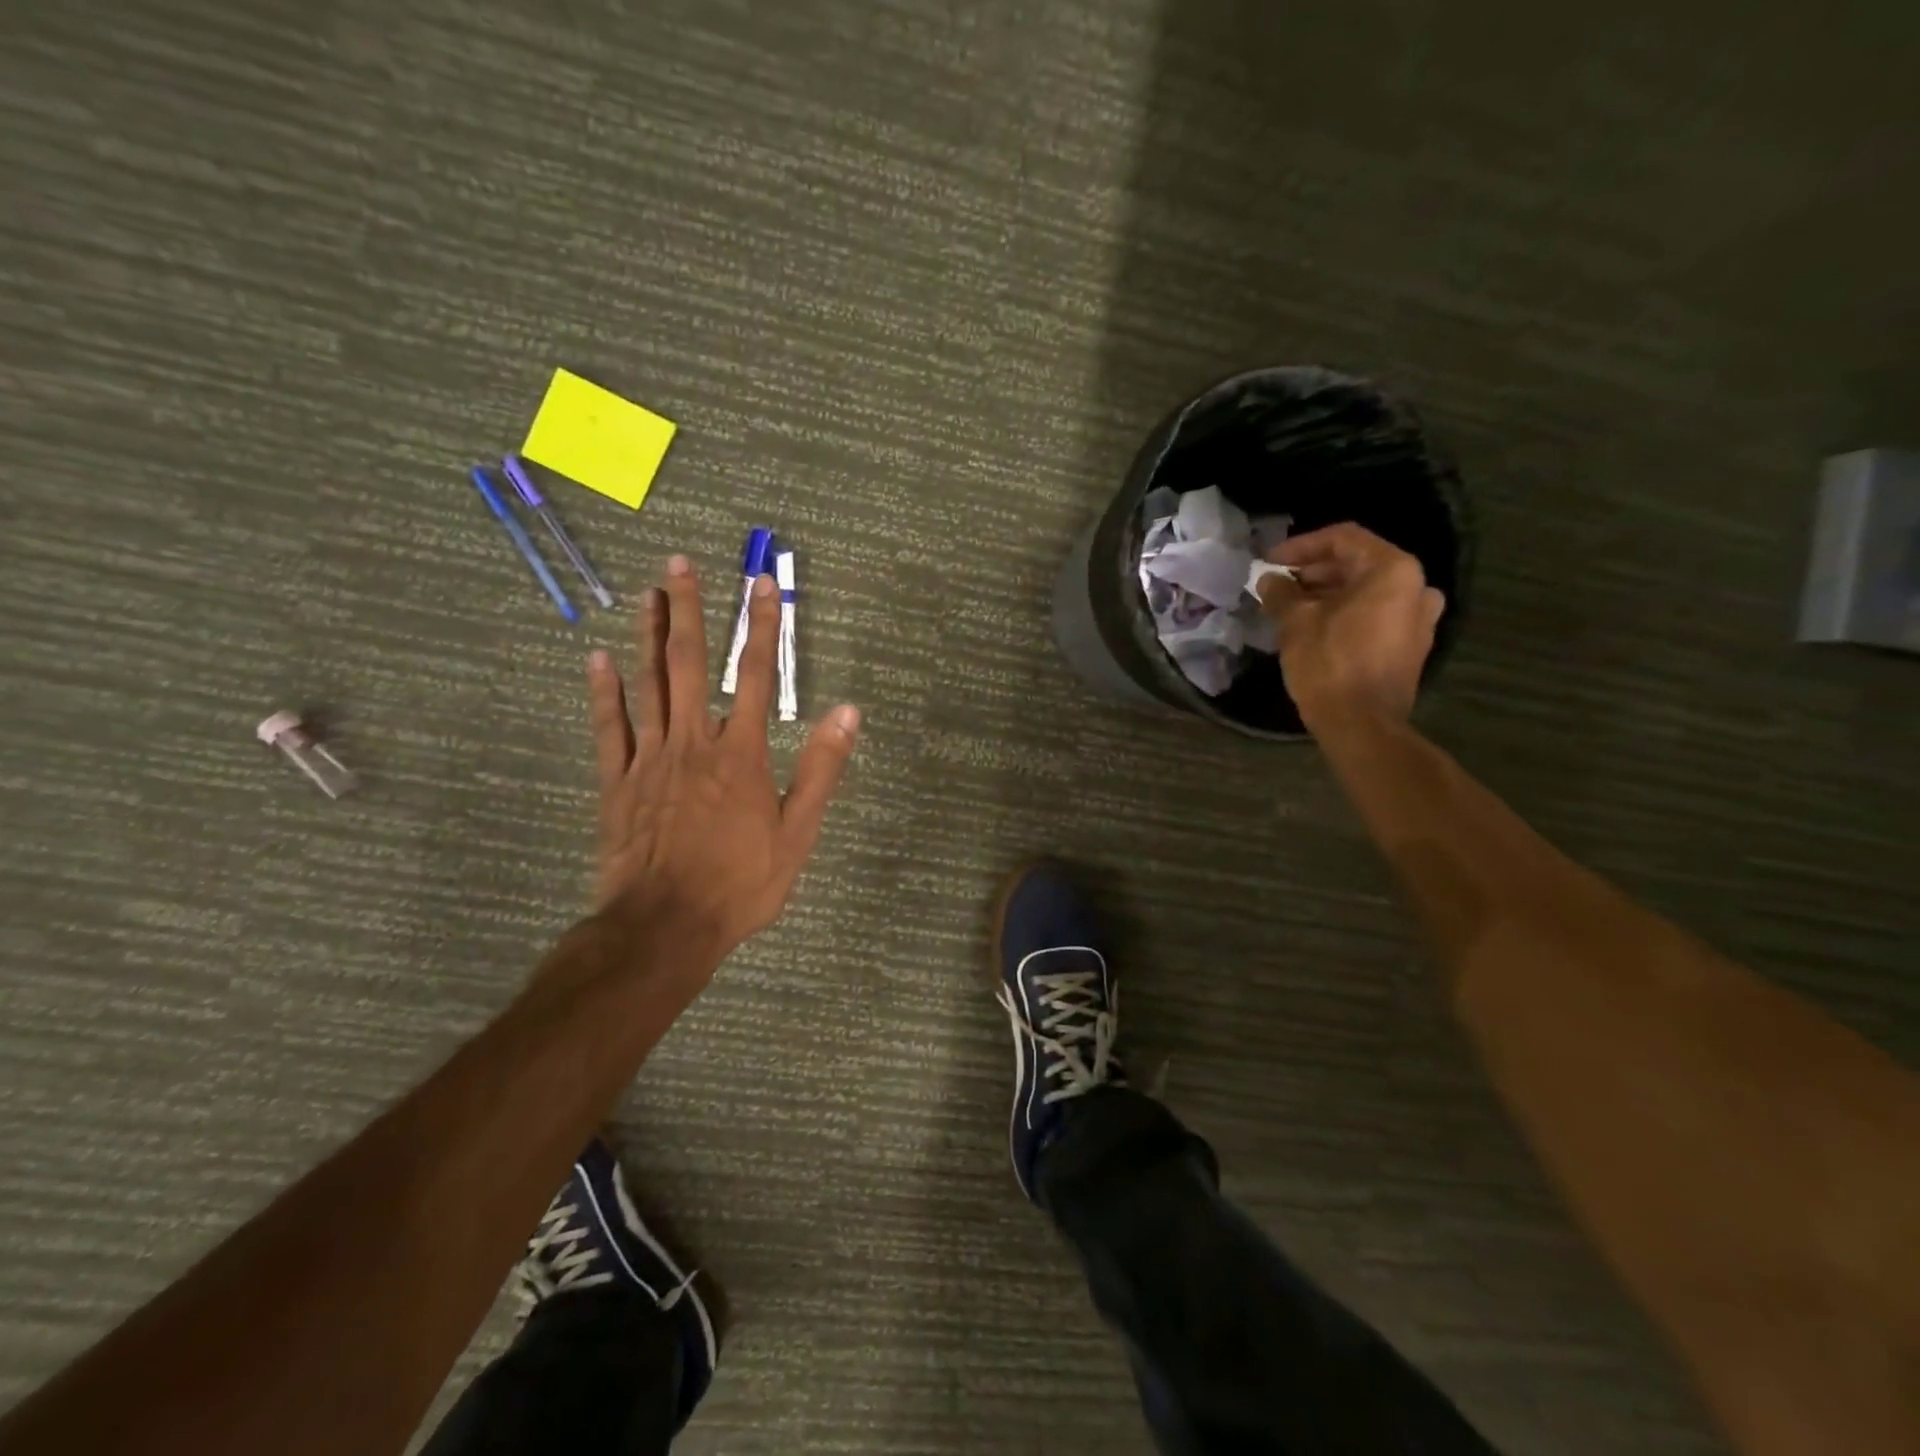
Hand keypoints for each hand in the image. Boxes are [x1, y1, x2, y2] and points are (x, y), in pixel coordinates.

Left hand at [586, 553, 860, 970]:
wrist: (666, 925)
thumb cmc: (741, 882)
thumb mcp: (798, 832)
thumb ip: (822, 768)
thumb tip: (848, 712)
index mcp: (740, 752)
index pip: (754, 674)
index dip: (761, 626)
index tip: (762, 584)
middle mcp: (694, 741)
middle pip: (689, 663)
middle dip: (687, 610)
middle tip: (679, 564)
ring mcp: (650, 759)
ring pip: (647, 684)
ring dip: (647, 635)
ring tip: (647, 593)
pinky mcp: (618, 781)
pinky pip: (610, 728)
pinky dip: (603, 692)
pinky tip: (597, 659)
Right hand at [1255, 523, 1444, 726]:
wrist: (1362, 724)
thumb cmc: (1329, 664)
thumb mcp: (1295, 623)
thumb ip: (1281, 593)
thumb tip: (1269, 580)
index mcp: (1393, 571)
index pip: (1343, 539)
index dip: (1301, 546)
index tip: (1269, 560)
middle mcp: (1416, 587)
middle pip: (1358, 563)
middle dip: (1314, 571)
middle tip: (1277, 585)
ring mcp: (1418, 618)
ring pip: (1367, 591)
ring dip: (1327, 593)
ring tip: (1290, 607)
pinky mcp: (1411, 646)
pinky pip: (1375, 615)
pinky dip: (1345, 613)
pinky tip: (1314, 627)